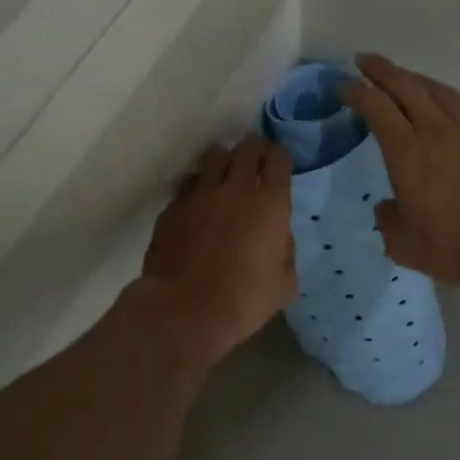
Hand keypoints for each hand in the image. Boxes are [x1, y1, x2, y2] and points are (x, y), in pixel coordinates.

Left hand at [135, 134, 296, 367]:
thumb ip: (286, 250)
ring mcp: (200, 194)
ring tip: (226, 171)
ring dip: (225, 160)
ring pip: (215, 157)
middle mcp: (236, 188)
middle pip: (247, 149)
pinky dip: (198, 185)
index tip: (279, 162)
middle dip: (255, 149)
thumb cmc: (244, 300)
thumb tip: (278, 235)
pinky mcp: (173, 207)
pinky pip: (189, 183)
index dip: (279, 156)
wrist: (185, 310)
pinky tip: (199, 199)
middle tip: (256, 158)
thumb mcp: (284, 283)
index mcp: (270, 203)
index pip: (278, 159)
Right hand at [341, 53, 459, 291]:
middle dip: (381, 70)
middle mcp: (437, 130)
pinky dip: (450, 100)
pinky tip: (450, 104)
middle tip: (365, 60)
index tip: (342, 85)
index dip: (355, 91)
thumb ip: (388, 221)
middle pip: (406, 86)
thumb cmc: (457, 246)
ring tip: (405, 76)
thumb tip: (387, 206)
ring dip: (417, 79)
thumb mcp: (405, 245)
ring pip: (439, 91)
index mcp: (407, 152)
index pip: (375, 107)